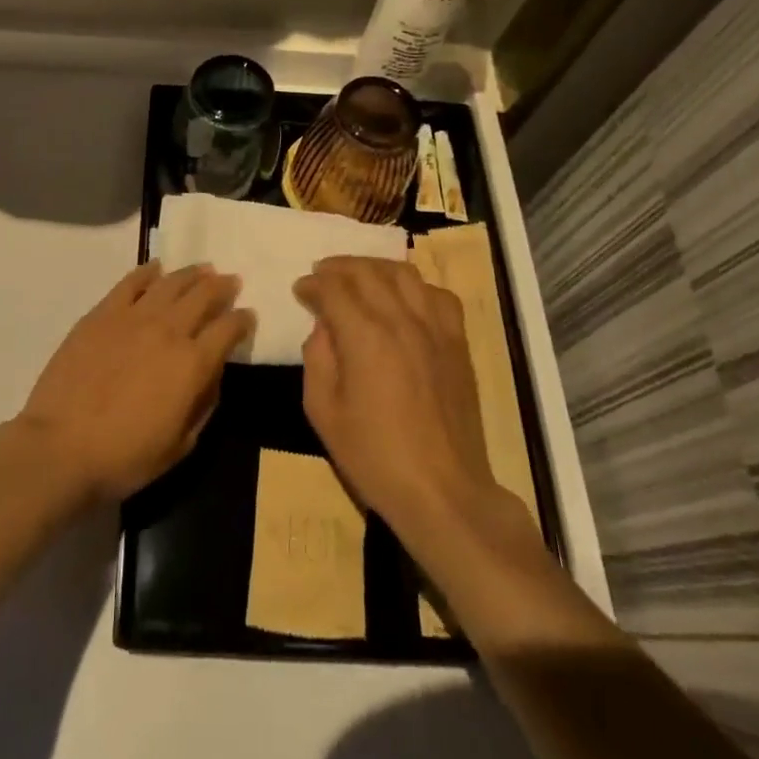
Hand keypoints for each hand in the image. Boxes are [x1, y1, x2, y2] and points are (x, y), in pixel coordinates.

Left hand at [13, 263, 252, 504]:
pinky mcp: (102, 313)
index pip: (228, 329)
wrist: (61, 446)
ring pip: (171, 282)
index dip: (242, 320)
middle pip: (203, 295)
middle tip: (230, 281)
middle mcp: (169, 330)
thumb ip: (203, 404)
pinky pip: (131, 282)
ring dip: (192, 273)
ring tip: (203, 269)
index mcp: (193, 364)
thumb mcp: (180, 445)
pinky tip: (156, 268)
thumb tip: (212, 374)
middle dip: (222, 286)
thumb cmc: (124, 457)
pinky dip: (148, 272)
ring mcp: (133, 316)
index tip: (248, 316)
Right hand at [295, 257, 499, 542]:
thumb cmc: (375, 457)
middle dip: (339, 267)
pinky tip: (404, 298)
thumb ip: (317, 358)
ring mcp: (435, 328)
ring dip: (375, 267)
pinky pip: (438, 294)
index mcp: (365, 336)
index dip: (312, 284)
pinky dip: (415, 286)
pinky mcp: (458, 342)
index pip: (333, 288)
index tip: (300, 290)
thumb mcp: (323, 412)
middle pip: (367, 271)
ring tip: (359, 276)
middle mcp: (401, 320)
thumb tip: (324, 327)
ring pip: (404, 273)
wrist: (443, 491)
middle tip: (322, 275)